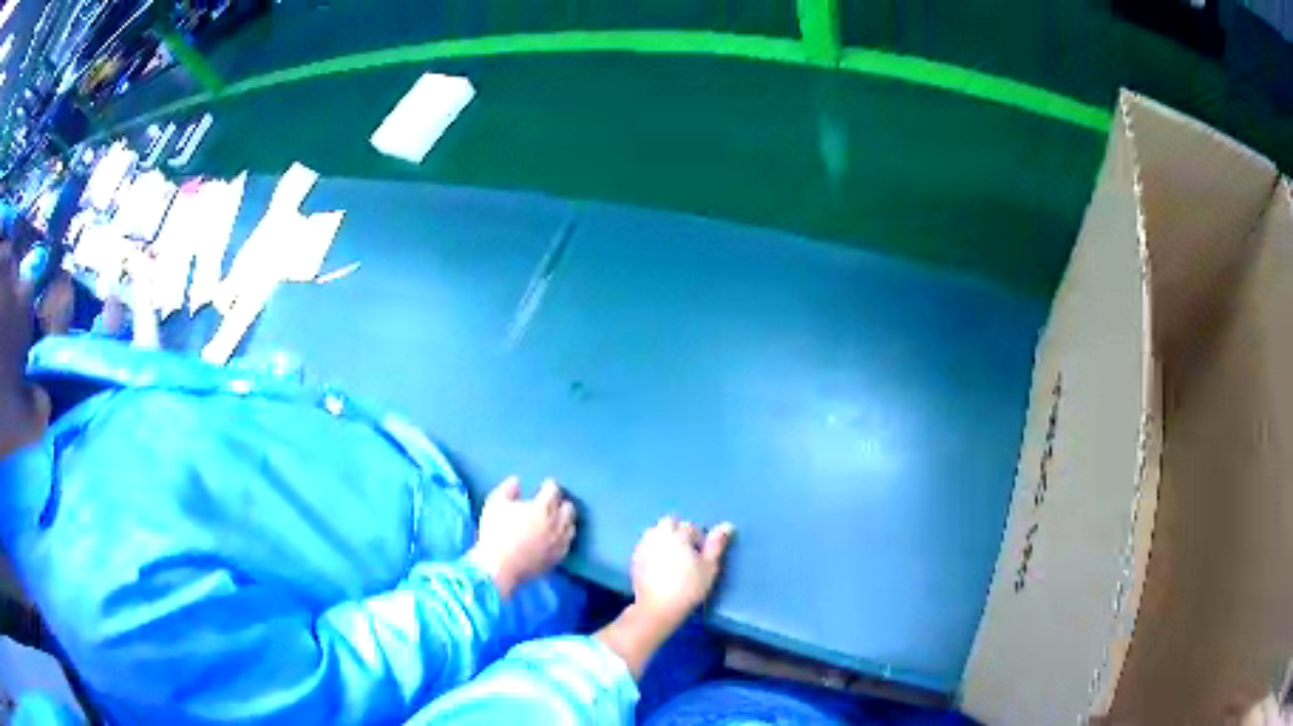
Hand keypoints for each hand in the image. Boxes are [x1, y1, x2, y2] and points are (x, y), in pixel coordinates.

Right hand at [468, 477, 575, 598]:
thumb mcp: (495, 504)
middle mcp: (556, 523)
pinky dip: (563, 537)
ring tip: (556, 519)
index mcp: (543, 507)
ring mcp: (559, 542)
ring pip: (571, 526)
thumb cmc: (495, 532)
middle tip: (552, 502)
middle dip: (561, 502)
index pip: (554, 490)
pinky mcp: (557, 558)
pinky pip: (567, 544)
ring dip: (565, 520)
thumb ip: (507, 489)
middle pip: (568, 508)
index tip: (544, 485)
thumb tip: (516, 481)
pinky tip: (556, 538)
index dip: (549, 485)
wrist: (499, 567)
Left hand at [631, 516, 734, 626]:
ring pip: (655, 531)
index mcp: (677, 535)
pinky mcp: (635, 558)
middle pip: (669, 522)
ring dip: (664, 536)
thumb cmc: (689, 587)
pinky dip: (653, 547)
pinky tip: (659, 562)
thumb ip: (716, 545)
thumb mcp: (709, 567)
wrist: (659, 607)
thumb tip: (727, 525)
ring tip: (672, 555)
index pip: (690, 526)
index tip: (701, 553)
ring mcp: (644, 546)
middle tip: (687, 550)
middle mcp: (658, 535)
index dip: (698, 538)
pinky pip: (645, 544)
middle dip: (678, 530)